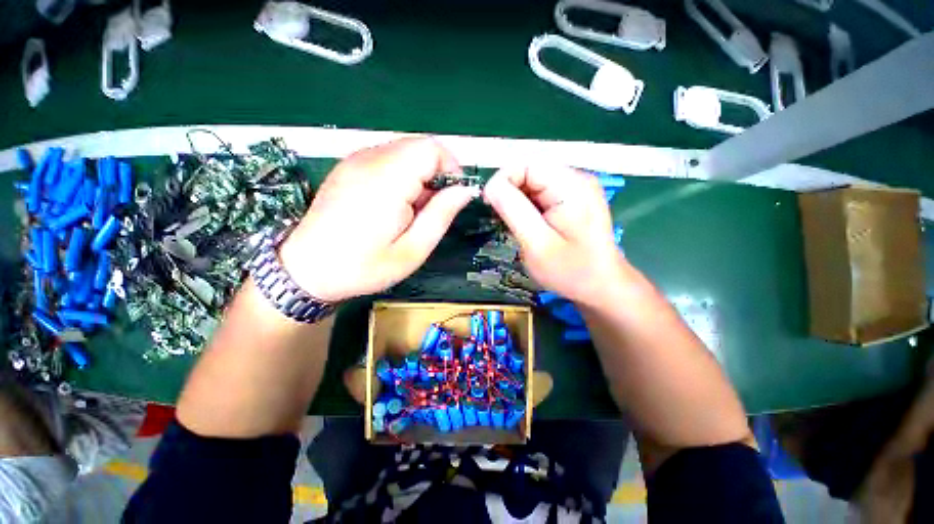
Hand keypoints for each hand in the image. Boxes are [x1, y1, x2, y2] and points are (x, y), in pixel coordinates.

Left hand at [280, 138, 477, 301]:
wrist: (306, 270)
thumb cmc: (363, 267)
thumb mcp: (413, 250)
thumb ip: (441, 215)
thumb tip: (465, 190)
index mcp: (387, 181)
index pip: (431, 148)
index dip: (450, 168)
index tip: (451, 197)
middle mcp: (369, 159)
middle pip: (419, 146)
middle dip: (435, 173)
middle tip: (430, 209)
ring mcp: (355, 159)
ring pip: (404, 151)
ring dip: (419, 175)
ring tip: (410, 210)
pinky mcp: (348, 165)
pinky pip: (387, 158)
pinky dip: (401, 175)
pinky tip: (392, 203)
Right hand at [483, 165, 624, 305]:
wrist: (601, 286)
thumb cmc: (570, 270)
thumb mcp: (536, 243)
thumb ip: (513, 210)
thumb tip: (490, 185)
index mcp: (571, 185)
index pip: (527, 163)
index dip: (503, 179)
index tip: (490, 205)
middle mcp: (576, 179)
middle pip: (530, 170)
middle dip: (509, 191)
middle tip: (501, 219)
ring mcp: (576, 188)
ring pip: (533, 181)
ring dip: (517, 199)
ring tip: (514, 224)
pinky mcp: (572, 199)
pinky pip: (541, 192)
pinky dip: (527, 205)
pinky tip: (527, 224)